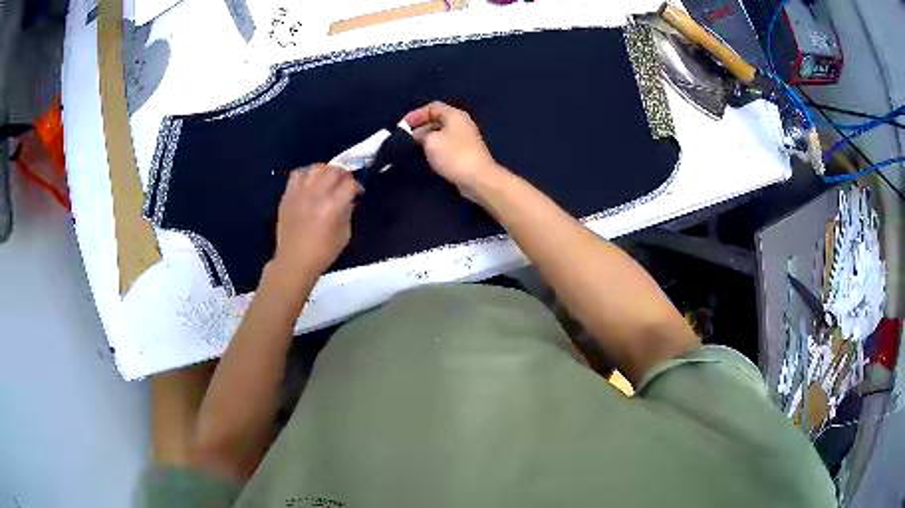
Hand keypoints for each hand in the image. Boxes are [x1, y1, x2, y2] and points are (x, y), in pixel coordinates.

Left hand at [272, 164, 361, 277]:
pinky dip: (306, 174)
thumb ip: (348, 213)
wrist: (294, 262)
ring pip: (316, 168)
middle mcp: (315, 195)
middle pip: (333, 171)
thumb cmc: (322, 253)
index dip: (357, 186)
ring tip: (327, 180)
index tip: (357, 193)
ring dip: (326, 171)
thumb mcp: (344, 235)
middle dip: (343, 175)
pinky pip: (297, 174)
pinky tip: (310, 182)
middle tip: (345, 184)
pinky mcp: (288, 195)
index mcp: (332, 207)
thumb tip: (349, 200)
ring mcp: (299, 193)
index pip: (349, 184)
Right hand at [404, 101, 506, 200]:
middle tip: (406, 138)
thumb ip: (421, 135)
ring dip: (427, 139)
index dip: (416, 114)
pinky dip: (435, 148)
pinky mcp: (466, 153)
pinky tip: (427, 157)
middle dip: (420, 127)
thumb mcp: (430, 141)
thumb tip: (418, 135)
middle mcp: (461, 123)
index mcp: (454, 115)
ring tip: (413, 148)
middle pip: (437, 119)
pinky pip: (446, 145)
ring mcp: (465, 139)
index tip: (402, 125)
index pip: (432, 107)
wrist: (478, 178)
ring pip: (441, 134)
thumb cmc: (453, 155)